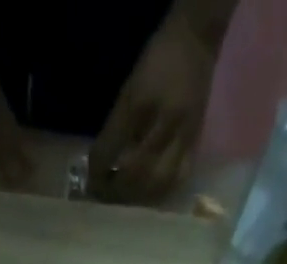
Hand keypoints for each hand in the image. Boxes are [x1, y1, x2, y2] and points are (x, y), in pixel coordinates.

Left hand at [90, 15, 217, 204]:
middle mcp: (164, 123)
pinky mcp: (195, 144)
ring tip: (124, 198)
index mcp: (141, 103)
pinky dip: (159, 194)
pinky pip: (177, 180)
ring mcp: (183, 137)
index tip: (90, 181)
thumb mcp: (129, 88)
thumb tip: (101, 164)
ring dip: (138, 197)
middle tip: (104, 195)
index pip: (113, 148)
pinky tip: (148, 195)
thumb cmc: (157, 62)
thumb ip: (116, 127)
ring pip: (157, 183)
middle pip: (136, 173)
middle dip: (116, 190)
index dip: (98, 170)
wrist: (195, 42)